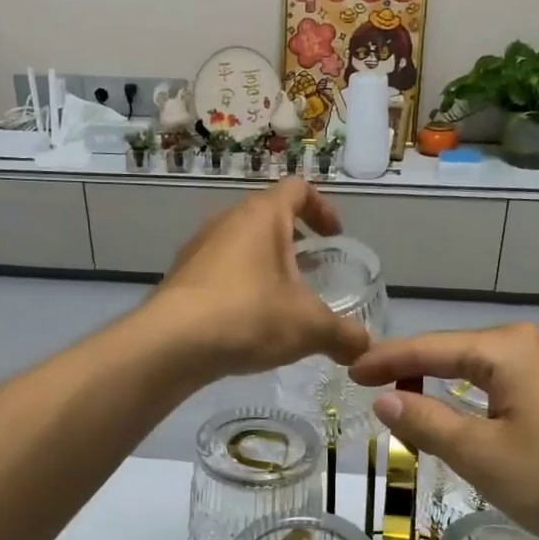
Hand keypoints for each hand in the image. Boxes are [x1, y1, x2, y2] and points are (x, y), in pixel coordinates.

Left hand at [148, 179, 371, 378]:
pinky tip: (246, 322)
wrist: (172, 344)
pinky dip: (239, 285)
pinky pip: (218, 270)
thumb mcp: (309, 328)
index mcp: (262, 216)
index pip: (298, 189)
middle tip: (311, 269)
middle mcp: (227, 221)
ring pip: (240, 244)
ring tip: (280, 300)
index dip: (322, 208)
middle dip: (293, 240)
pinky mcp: (180, 276)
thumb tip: (366, 349)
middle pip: (267, 216)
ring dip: (264, 264)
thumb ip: (344, 336)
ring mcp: (198, 247)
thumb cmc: (249, 316)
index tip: (334, 236)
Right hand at [351, 324, 538, 539]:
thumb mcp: (481, 455)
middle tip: (374, 389)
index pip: (430, 347)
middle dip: (415, 369)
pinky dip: (479, 399)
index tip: (349, 372)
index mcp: (509, 348)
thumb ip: (426, 421)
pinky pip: (511, 387)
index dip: (386, 360)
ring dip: (447, 386)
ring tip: (411, 402)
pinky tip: (469, 417)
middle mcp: (535, 344)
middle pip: (458, 352)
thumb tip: (383, 397)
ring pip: (486, 371)